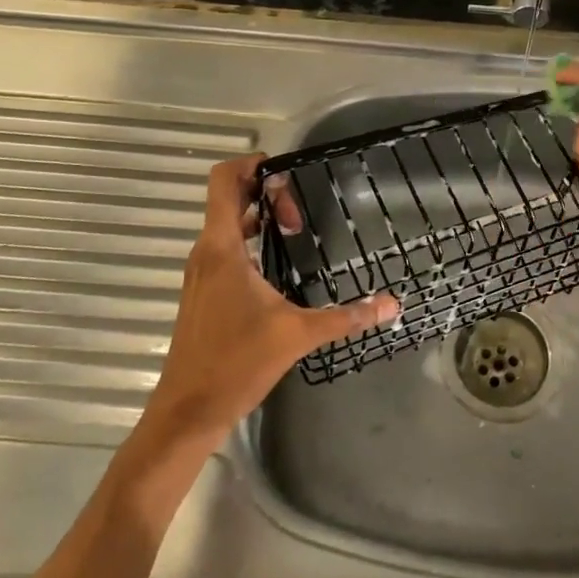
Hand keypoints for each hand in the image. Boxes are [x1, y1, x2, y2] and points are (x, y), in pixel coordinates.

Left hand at [137, 155, 399, 451]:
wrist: (187, 413)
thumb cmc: (237, 364)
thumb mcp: (297, 335)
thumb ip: (346, 316)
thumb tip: (391, 305)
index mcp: (222, 248)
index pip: (223, 181)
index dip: (250, 164)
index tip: (285, 172)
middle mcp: (206, 251)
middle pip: (228, 197)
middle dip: (265, 192)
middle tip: (299, 217)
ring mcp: (201, 271)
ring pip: (226, 222)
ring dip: (258, 216)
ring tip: (294, 230)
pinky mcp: (203, 290)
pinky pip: (225, 245)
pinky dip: (249, 239)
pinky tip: (276, 262)